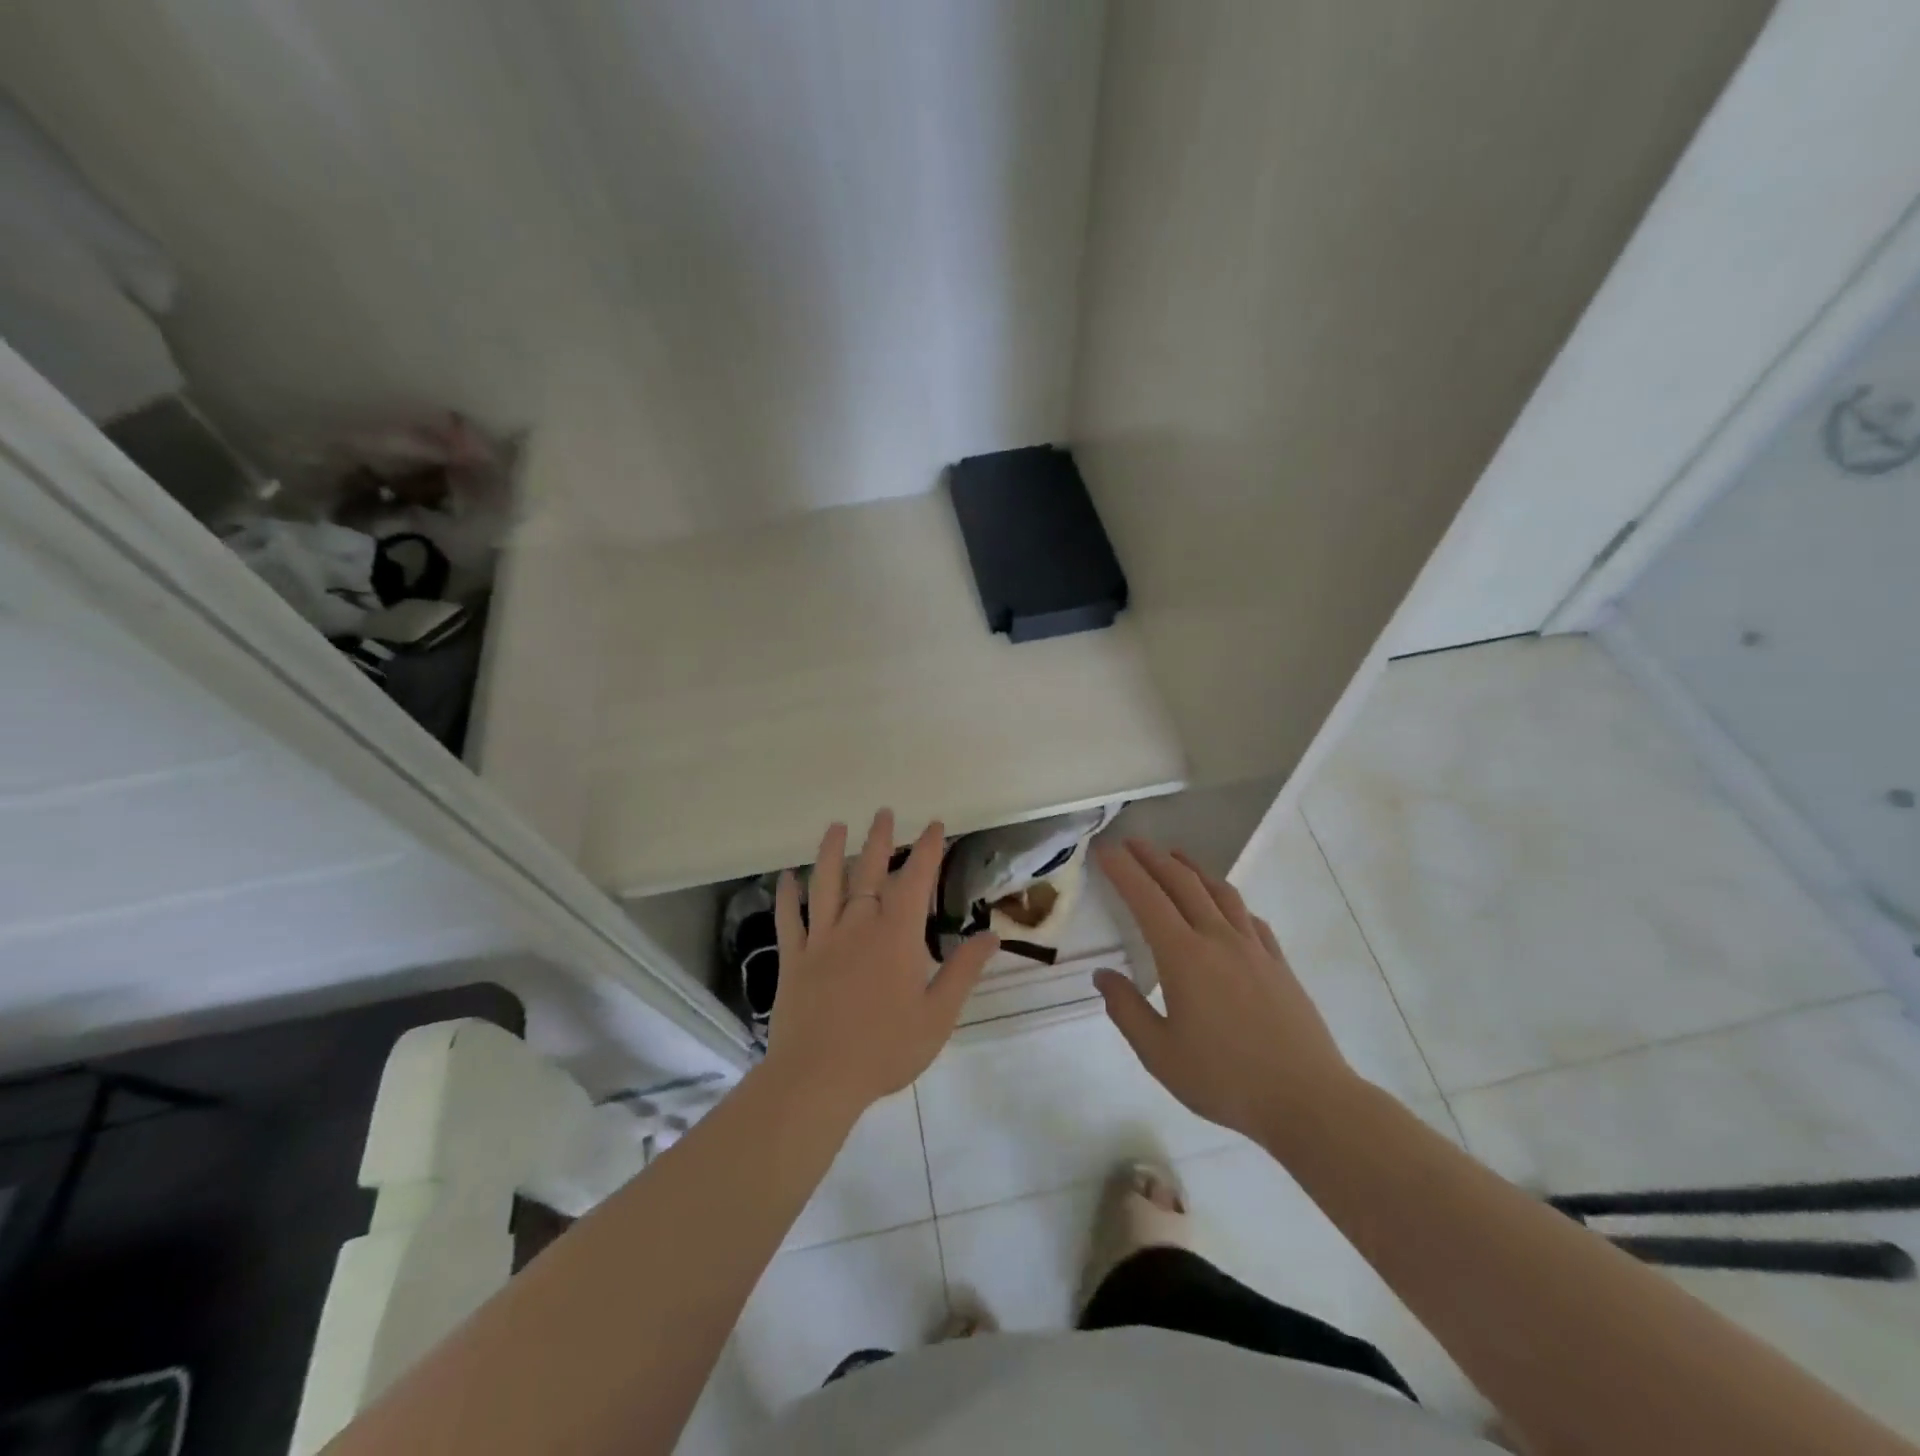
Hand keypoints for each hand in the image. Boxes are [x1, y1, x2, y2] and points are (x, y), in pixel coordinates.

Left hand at [759, 811, 998, 1118]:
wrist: (818, 1078)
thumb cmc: (885, 1049)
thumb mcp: (938, 1015)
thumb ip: (963, 971)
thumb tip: (991, 935)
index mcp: (896, 936)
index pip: (915, 881)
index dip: (927, 850)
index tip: (935, 826)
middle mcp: (858, 926)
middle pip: (868, 872)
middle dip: (880, 840)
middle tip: (885, 812)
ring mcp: (821, 940)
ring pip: (825, 885)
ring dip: (830, 853)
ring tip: (835, 827)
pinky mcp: (794, 959)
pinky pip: (789, 920)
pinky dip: (787, 896)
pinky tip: (785, 877)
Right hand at [1093, 838, 1356, 1143]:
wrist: (1308, 1101)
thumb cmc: (1226, 1080)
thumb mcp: (1160, 1055)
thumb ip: (1126, 1010)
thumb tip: (1103, 975)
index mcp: (1184, 957)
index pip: (1146, 899)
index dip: (1123, 870)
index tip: (1105, 850)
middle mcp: (1218, 939)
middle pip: (1182, 883)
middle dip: (1153, 858)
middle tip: (1131, 843)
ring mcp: (1254, 948)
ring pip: (1220, 892)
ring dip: (1193, 869)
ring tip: (1176, 857)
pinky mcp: (1279, 963)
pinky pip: (1249, 918)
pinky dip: (1228, 900)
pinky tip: (1225, 907)